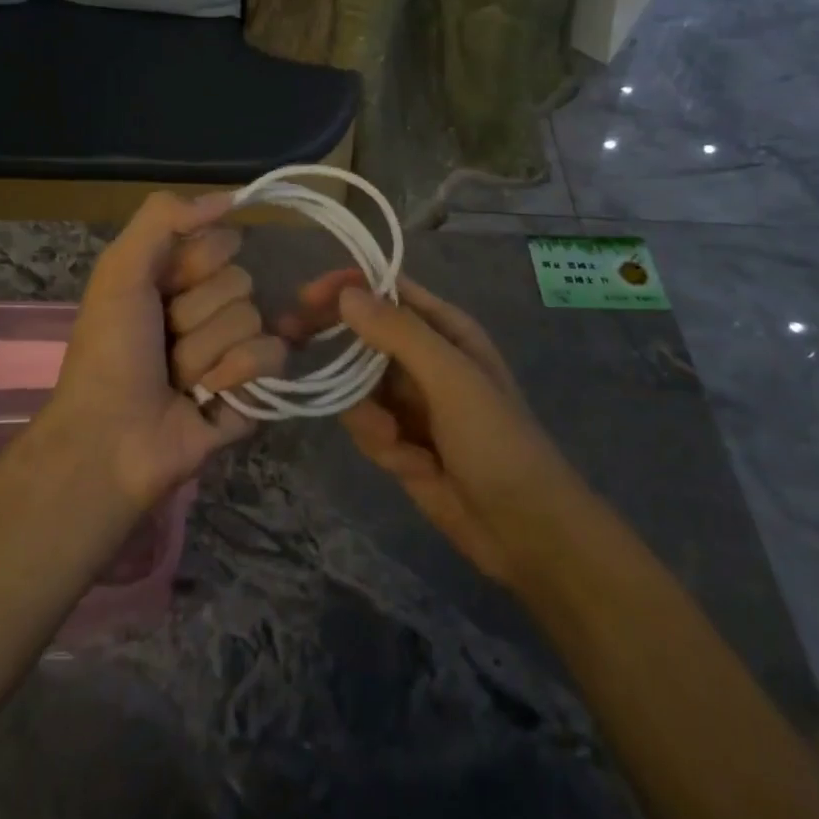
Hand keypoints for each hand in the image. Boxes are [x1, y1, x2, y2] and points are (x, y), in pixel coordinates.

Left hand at [45, 192, 283, 511]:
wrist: (111, 440)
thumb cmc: (110, 351)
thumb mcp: (120, 269)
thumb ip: (164, 217)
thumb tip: (233, 197)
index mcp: (179, 278)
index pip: (223, 243)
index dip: (195, 264)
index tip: (164, 288)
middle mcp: (209, 308)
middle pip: (241, 280)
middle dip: (198, 313)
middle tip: (165, 342)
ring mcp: (234, 349)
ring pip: (254, 318)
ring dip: (208, 350)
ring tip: (178, 378)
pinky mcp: (255, 388)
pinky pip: (274, 354)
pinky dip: (239, 372)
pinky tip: (209, 394)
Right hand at [279, 270, 569, 584]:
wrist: (525, 531)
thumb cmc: (496, 440)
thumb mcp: (451, 378)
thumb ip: (399, 333)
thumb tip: (345, 293)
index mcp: (444, 329)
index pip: (386, 291)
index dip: (347, 287)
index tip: (306, 298)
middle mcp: (424, 357)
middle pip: (362, 335)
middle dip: (335, 346)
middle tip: (293, 342)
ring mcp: (410, 400)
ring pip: (356, 385)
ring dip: (366, 413)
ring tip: (397, 440)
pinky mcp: (399, 440)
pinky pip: (365, 424)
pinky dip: (379, 442)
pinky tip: (410, 465)